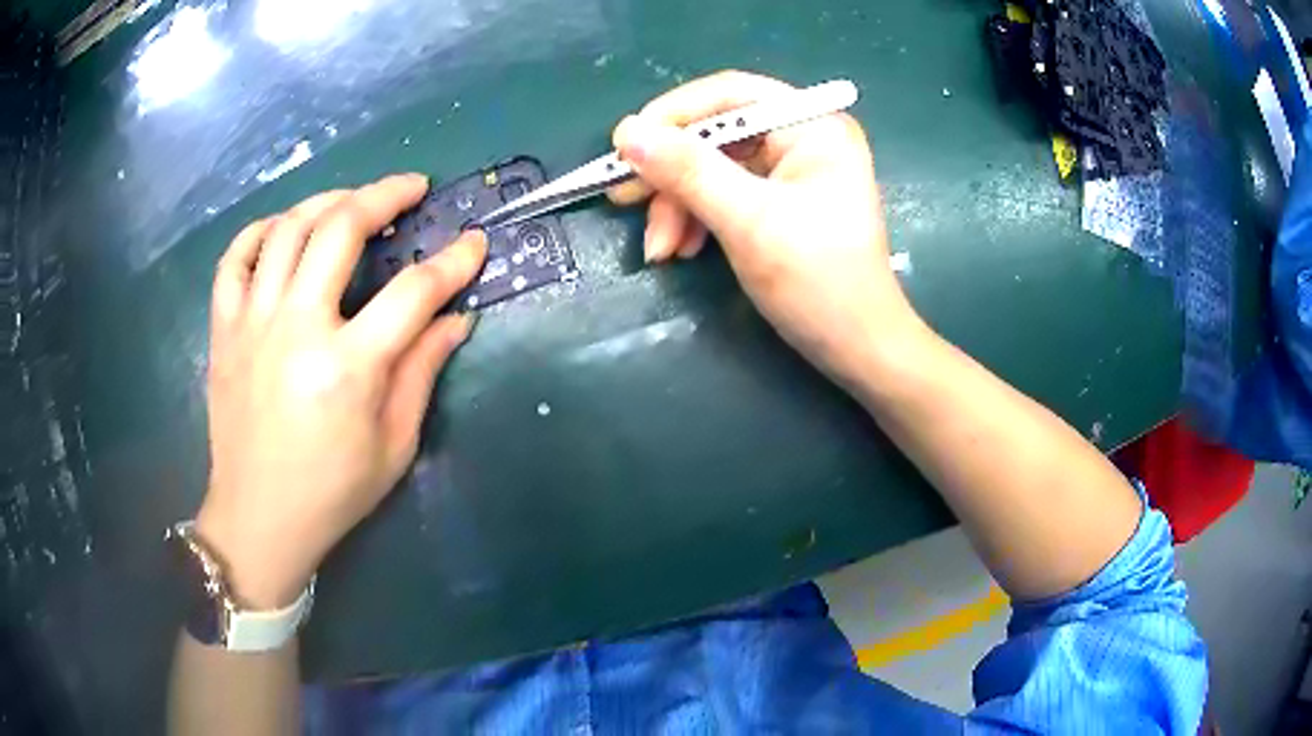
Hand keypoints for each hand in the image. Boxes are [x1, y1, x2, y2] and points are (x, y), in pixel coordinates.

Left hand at [196, 174, 485, 608]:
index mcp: (346, 368)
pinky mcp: (224, 330)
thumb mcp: (394, 445)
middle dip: (385, 195)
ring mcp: (252, 324)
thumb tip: (457, 319)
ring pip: (286, 230)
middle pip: (340, 229)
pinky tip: (282, 230)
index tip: (473, 242)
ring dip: (327, 202)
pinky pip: (234, 258)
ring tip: (351, 201)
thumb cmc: (333, 492)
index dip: (452, 261)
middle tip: (411, 188)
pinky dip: (260, 232)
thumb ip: (423, 371)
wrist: (259, 519)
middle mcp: (296, 329)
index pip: (412, 292)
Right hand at [610, 71, 921, 381]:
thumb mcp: (748, 221)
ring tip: (660, 249)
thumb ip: (688, 172)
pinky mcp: (781, 202)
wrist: (857, 349)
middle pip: (717, 135)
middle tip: (625, 200)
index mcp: (812, 126)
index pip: (730, 95)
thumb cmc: (817, 282)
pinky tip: (682, 249)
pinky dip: (697, 219)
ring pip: (713, 168)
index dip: (672, 115)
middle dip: (671, 173)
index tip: (624, 146)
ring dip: (678, 205)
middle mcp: (803, 137)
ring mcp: (793, 171)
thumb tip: (627, 133)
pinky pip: (724, 195)